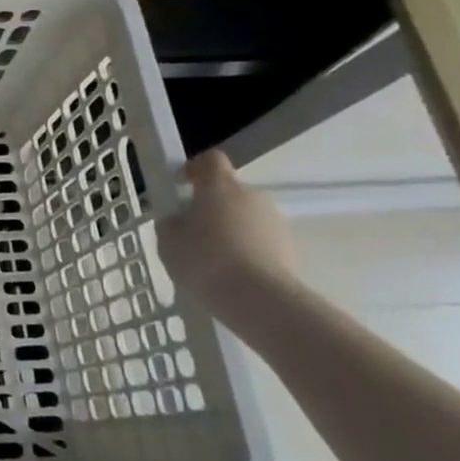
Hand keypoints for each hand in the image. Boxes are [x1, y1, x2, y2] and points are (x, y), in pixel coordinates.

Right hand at [155, 151, 299, 321]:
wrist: (261, 301)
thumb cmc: (206, 261)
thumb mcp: (168, 242)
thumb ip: (172, 224)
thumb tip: (179, 221)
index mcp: (219, 186)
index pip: (210, 160)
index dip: (195, 169)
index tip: (182, 185)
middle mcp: (252, 196)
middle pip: (229, 191)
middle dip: (212, 207)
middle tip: (193, 233)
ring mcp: (276, 222)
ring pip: (247, 218)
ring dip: (232, 230)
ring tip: (215, 261)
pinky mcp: (291, 249)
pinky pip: (261, 241)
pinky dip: (248, 251)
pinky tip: (233, 276)